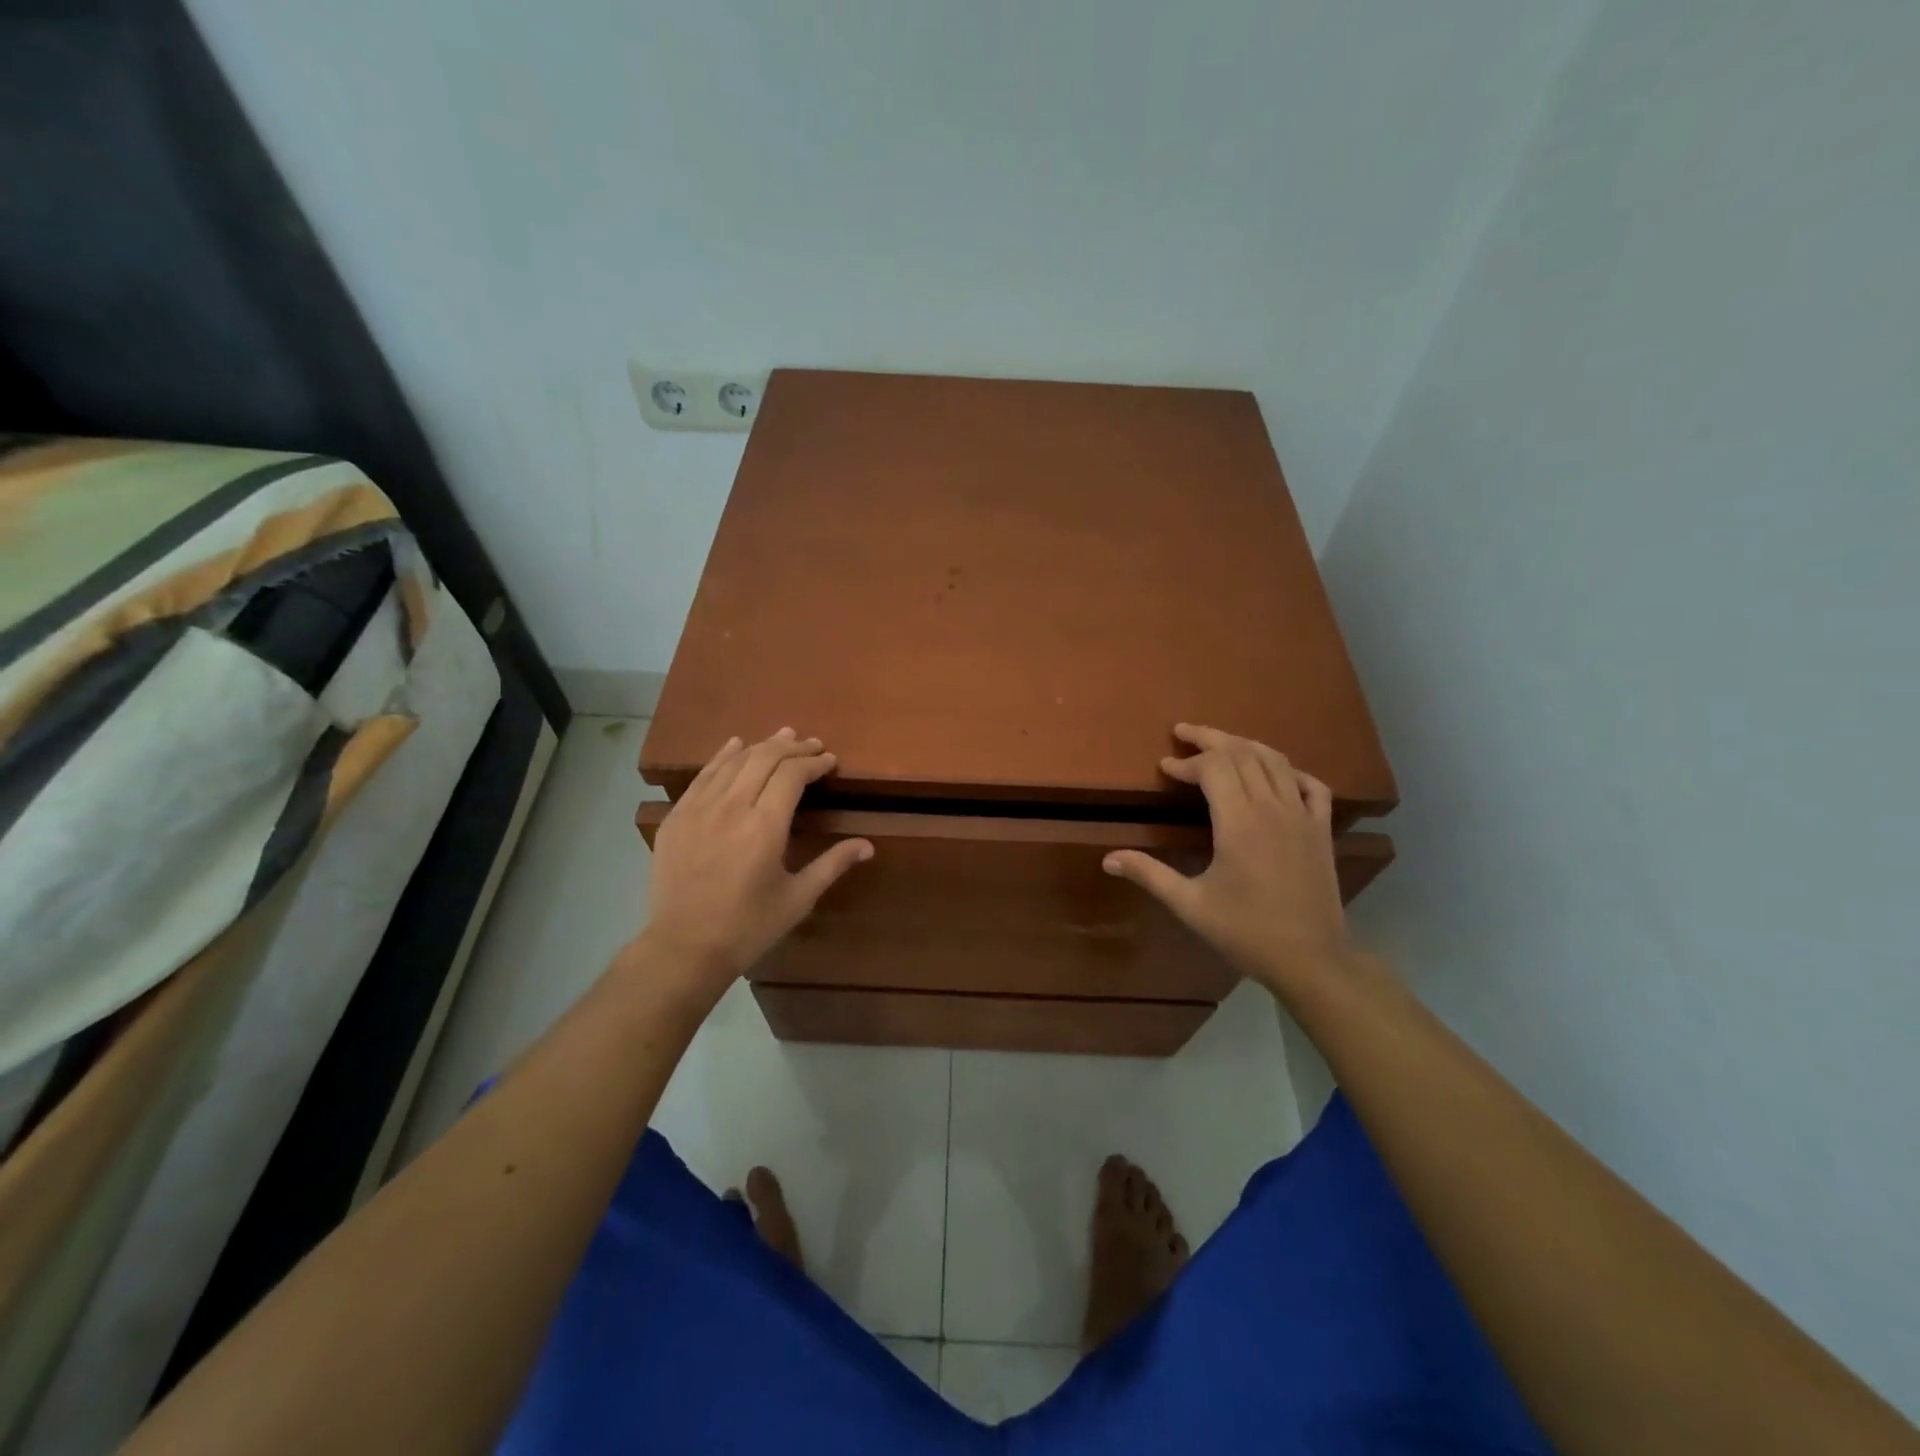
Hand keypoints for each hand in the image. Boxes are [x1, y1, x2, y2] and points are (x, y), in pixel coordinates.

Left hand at [640, 729, 873, 994]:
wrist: (684, 948)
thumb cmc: (748, 927)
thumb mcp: (798, 898)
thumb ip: (832, 864)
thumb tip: (868, 845)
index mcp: (765, 827)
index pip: (792, 775)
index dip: (813, 762)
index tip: (829, 760)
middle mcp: (731, 808)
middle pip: (764, 758)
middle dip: (792, 747)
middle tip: (812, 745)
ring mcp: (699, 809)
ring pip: (733, 761)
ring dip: (761, 745)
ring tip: (782, 737)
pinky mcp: (677, 817)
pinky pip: (703, 776)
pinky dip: (722, 756)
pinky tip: (734, 744)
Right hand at [1103, 724, 1351, 995]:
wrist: (1312, 959)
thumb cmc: (1246, 931)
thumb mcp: (1190, 905)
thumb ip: (1150, 874)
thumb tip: (1108, 858)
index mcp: (1238, 822)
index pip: (1213, 769)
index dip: (1187, 762)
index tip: (1165, 767)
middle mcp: (1272, 808)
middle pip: (1242, 753)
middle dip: (1211, 739)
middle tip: (1184, 732)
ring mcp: (1302, 816)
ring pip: (1275, 761)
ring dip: (1245, 745)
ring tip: (1221, 743)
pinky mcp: (1322, 829)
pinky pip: (1311, 784)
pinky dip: (1290, 770)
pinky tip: (1276, 772)